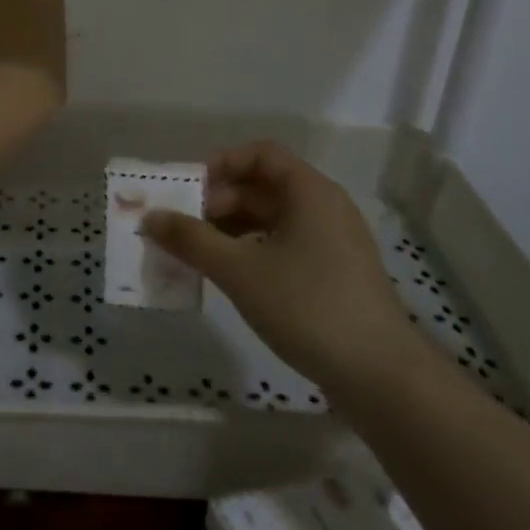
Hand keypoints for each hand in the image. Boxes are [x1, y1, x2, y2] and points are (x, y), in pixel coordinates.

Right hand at [141, 141, 418, 392]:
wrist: (379, 375)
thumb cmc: (307, 306)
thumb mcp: (239, 270)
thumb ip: (191, 240)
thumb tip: (150, 217)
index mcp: (309, 192)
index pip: (261, 154)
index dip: (222, 164)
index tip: (188, 190)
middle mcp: (325, 207)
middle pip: (264, 187)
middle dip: (219, 202)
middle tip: (184, 230)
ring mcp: (334, 242)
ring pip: (273, 219)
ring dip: (233, 230)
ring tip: (198, 255)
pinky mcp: (335, 273)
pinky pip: (286, 245)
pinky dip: (254, 251)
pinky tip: (231, 278)